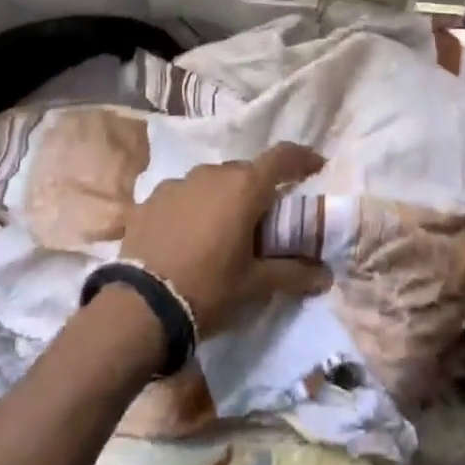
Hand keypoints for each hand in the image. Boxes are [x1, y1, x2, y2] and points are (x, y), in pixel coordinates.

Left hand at [121, 142, 329, 335]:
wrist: (138, 307)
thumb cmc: (208, 289)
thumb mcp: (255, 285)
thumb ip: (293, 274)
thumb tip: (325, 276)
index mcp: (244, 187)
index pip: (283, 157)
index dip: (303, 158)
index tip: (316, 167)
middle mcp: (212, 174)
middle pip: (247, 171)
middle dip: (260, 189)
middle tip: (266, 219)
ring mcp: (178, 183)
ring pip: (213, 181)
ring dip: (225, 197)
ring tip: (224, 230)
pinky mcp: (151, 198)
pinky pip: (184, 194)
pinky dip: (195, 207)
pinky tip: (189, 236)